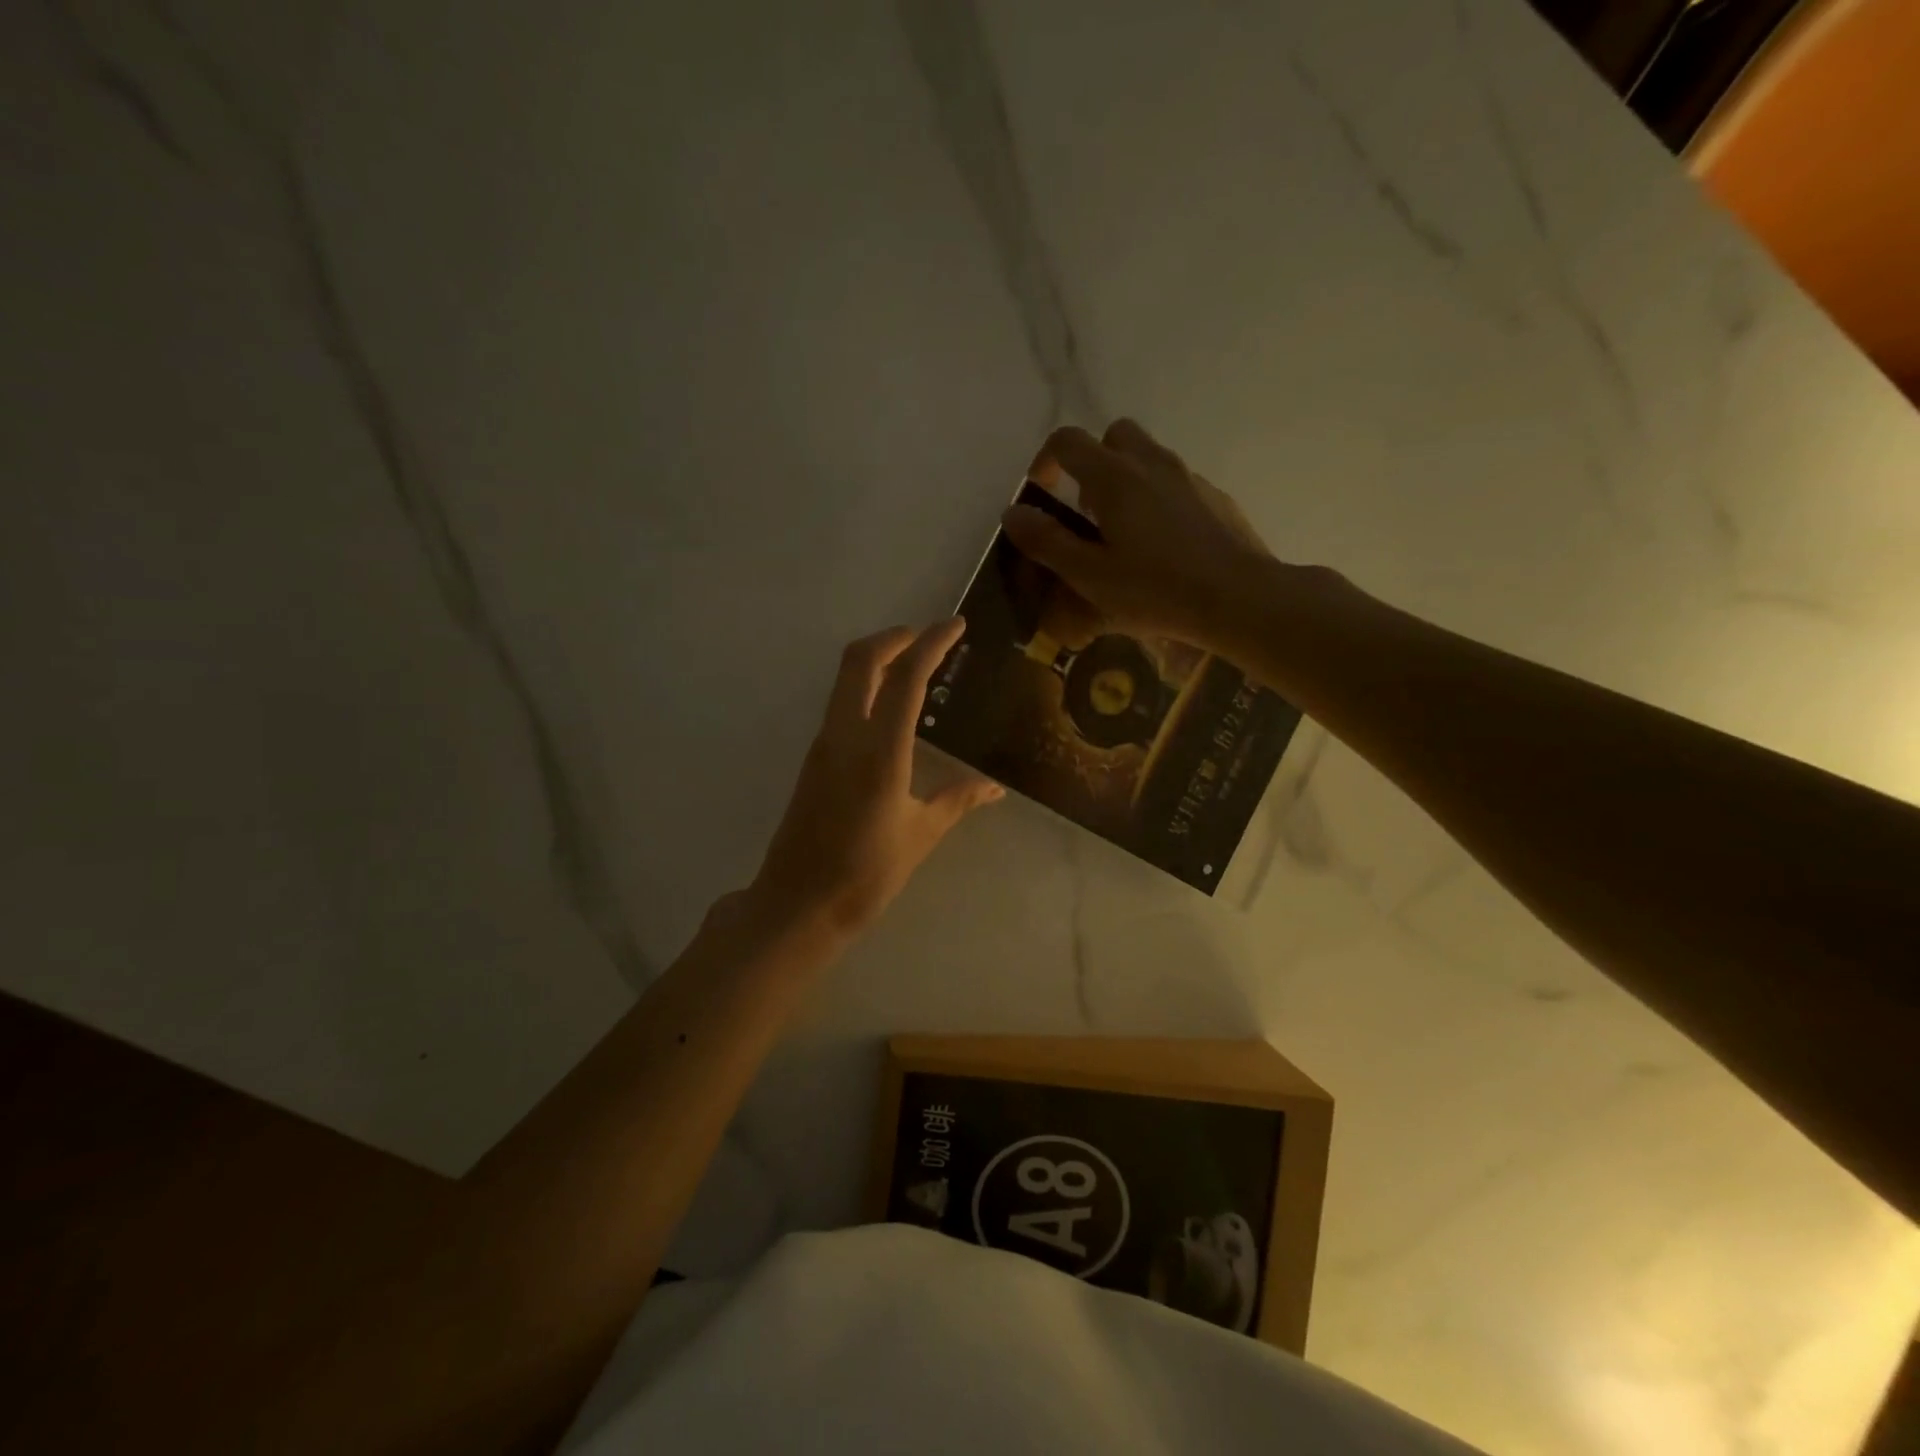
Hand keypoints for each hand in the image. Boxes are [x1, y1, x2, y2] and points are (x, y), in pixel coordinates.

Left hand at [746, 619, 1002, 941]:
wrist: (798, 904)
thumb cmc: (865, 874)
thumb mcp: (920, 835)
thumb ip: (958, 800)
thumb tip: (994, 788)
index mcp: (880, 751)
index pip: (906, 678)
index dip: (931, 644)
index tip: (954, 626)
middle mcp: (845, 735)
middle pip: (862, 660)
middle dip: (895, 636)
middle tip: (928, 637)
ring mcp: (823, 744)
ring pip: (845, 678)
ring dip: (878, 659)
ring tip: (915, 665)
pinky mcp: (814, 758)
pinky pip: (841, 702)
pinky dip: (867, 686)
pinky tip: (891, 708)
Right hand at [1002, 419, 1275, 649]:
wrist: (1237, 598)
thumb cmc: (1155, 590)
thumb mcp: (1089, 574)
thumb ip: (1046, 541)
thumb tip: (1013, 513)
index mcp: (1113, 478)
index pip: (1067, 441)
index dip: (1045, 461)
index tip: (1041, 493)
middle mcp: (1151, 463)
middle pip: (1113, 436)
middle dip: (1092, 462)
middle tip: (1087, 509)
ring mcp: (1188, 477)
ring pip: (1147, 458)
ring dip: (1125, 480)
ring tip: (1122, 533)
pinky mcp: (1214, 497)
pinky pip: (1174, 483)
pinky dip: (1157, 499)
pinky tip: (1162, 546)